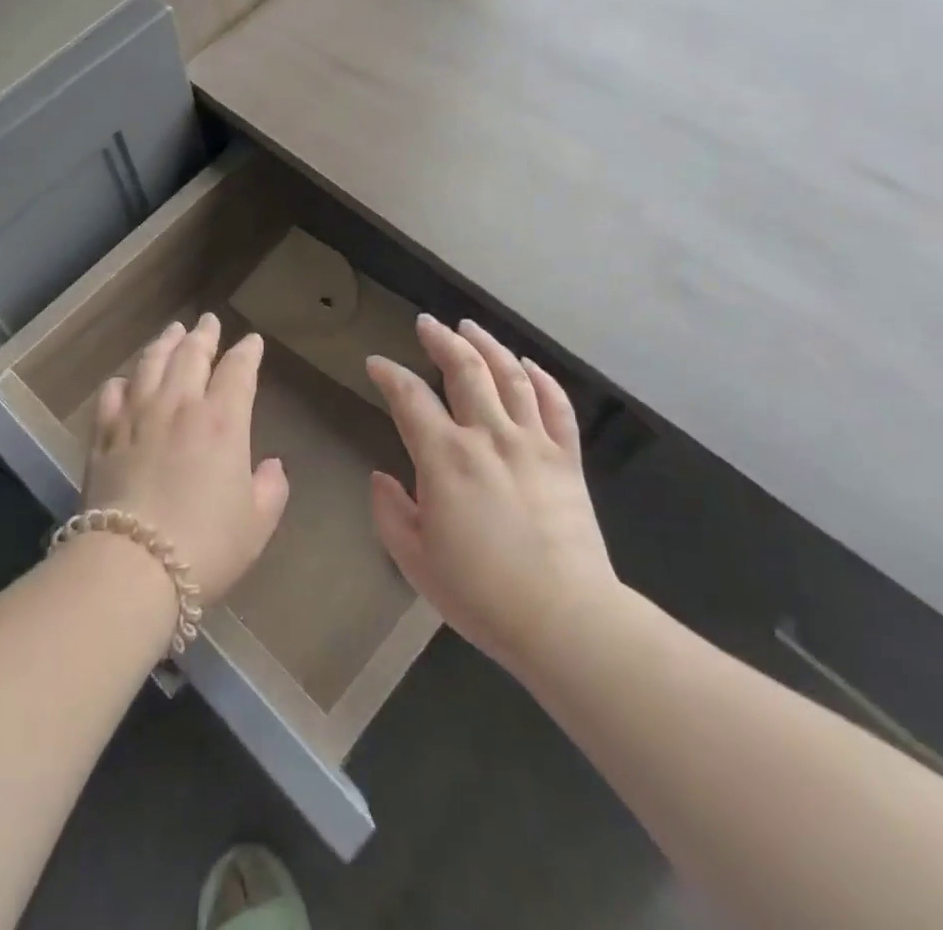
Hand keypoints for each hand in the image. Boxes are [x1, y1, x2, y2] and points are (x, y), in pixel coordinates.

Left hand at [82, 314, 289, 604]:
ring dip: (165, 343)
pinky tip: (126, 380)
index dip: (247, 352)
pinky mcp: (104, 435)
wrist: (132, 565)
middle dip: (204, 334)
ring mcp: (138, 416)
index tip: (252, 341)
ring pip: (151, 363)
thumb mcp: (257, 524)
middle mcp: (180, 405)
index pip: (238, 370)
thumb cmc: (206, 546)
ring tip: (172, 331)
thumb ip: (270, 488)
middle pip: (191, 354)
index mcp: (223, 421)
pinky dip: (123, 380)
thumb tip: (271, 465)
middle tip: (208, 321)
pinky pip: (112, 393)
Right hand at [366, 316, 618, 676]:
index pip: (409, 397)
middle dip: (441, 339)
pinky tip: (528, 364)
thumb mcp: (416, 561)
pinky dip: (542, 378)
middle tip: (427, 323)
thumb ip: (390, 513)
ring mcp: (533, 443)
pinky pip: (556, 406)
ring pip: (510, 375)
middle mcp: (488, 435)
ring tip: (470, 326)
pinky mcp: (566, 459)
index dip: (389, 374)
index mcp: (445, 457)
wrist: (565, 619)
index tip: (376, 364)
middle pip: (464, 369)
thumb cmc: (481, 594)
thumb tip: (381, 477)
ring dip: (487, 345)